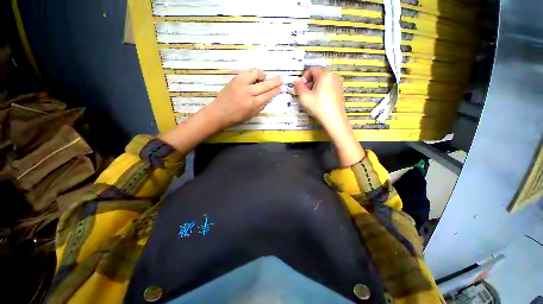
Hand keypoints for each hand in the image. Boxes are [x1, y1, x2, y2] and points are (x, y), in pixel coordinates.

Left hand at [203, 69, 282, 129]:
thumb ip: (261, 106)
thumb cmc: (236, 118)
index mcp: (253, 105)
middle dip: (275, 82)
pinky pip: (247, 73)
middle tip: (281, 79)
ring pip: (256, 75)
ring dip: (263, 76)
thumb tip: (268, 98)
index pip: (268, 95)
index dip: (275, 91)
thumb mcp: (251, 115)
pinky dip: (253, 74)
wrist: (218, 113)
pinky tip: (254, 78)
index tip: (281, 88)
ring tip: (264, 78)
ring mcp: (241, 85)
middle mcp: (248, 93)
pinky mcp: (234, 80)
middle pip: (265, 85)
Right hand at [294, 67, 364, 165]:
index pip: (312, 69)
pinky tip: (320, 101)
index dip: (304, 77)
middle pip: (318, 75)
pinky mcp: (340, 91)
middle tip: (305, 93)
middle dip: (310, 83)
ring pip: (324, 81)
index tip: (301, 87)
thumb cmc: (318, 106)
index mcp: (324, 75)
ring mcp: (338, 84)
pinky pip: (329, 86)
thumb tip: (297, 82)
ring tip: (312, 98)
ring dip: (315, 87)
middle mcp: (333, 76)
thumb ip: (298, 87)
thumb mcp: (304, 97)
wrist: (333, 118)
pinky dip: (322, 90)